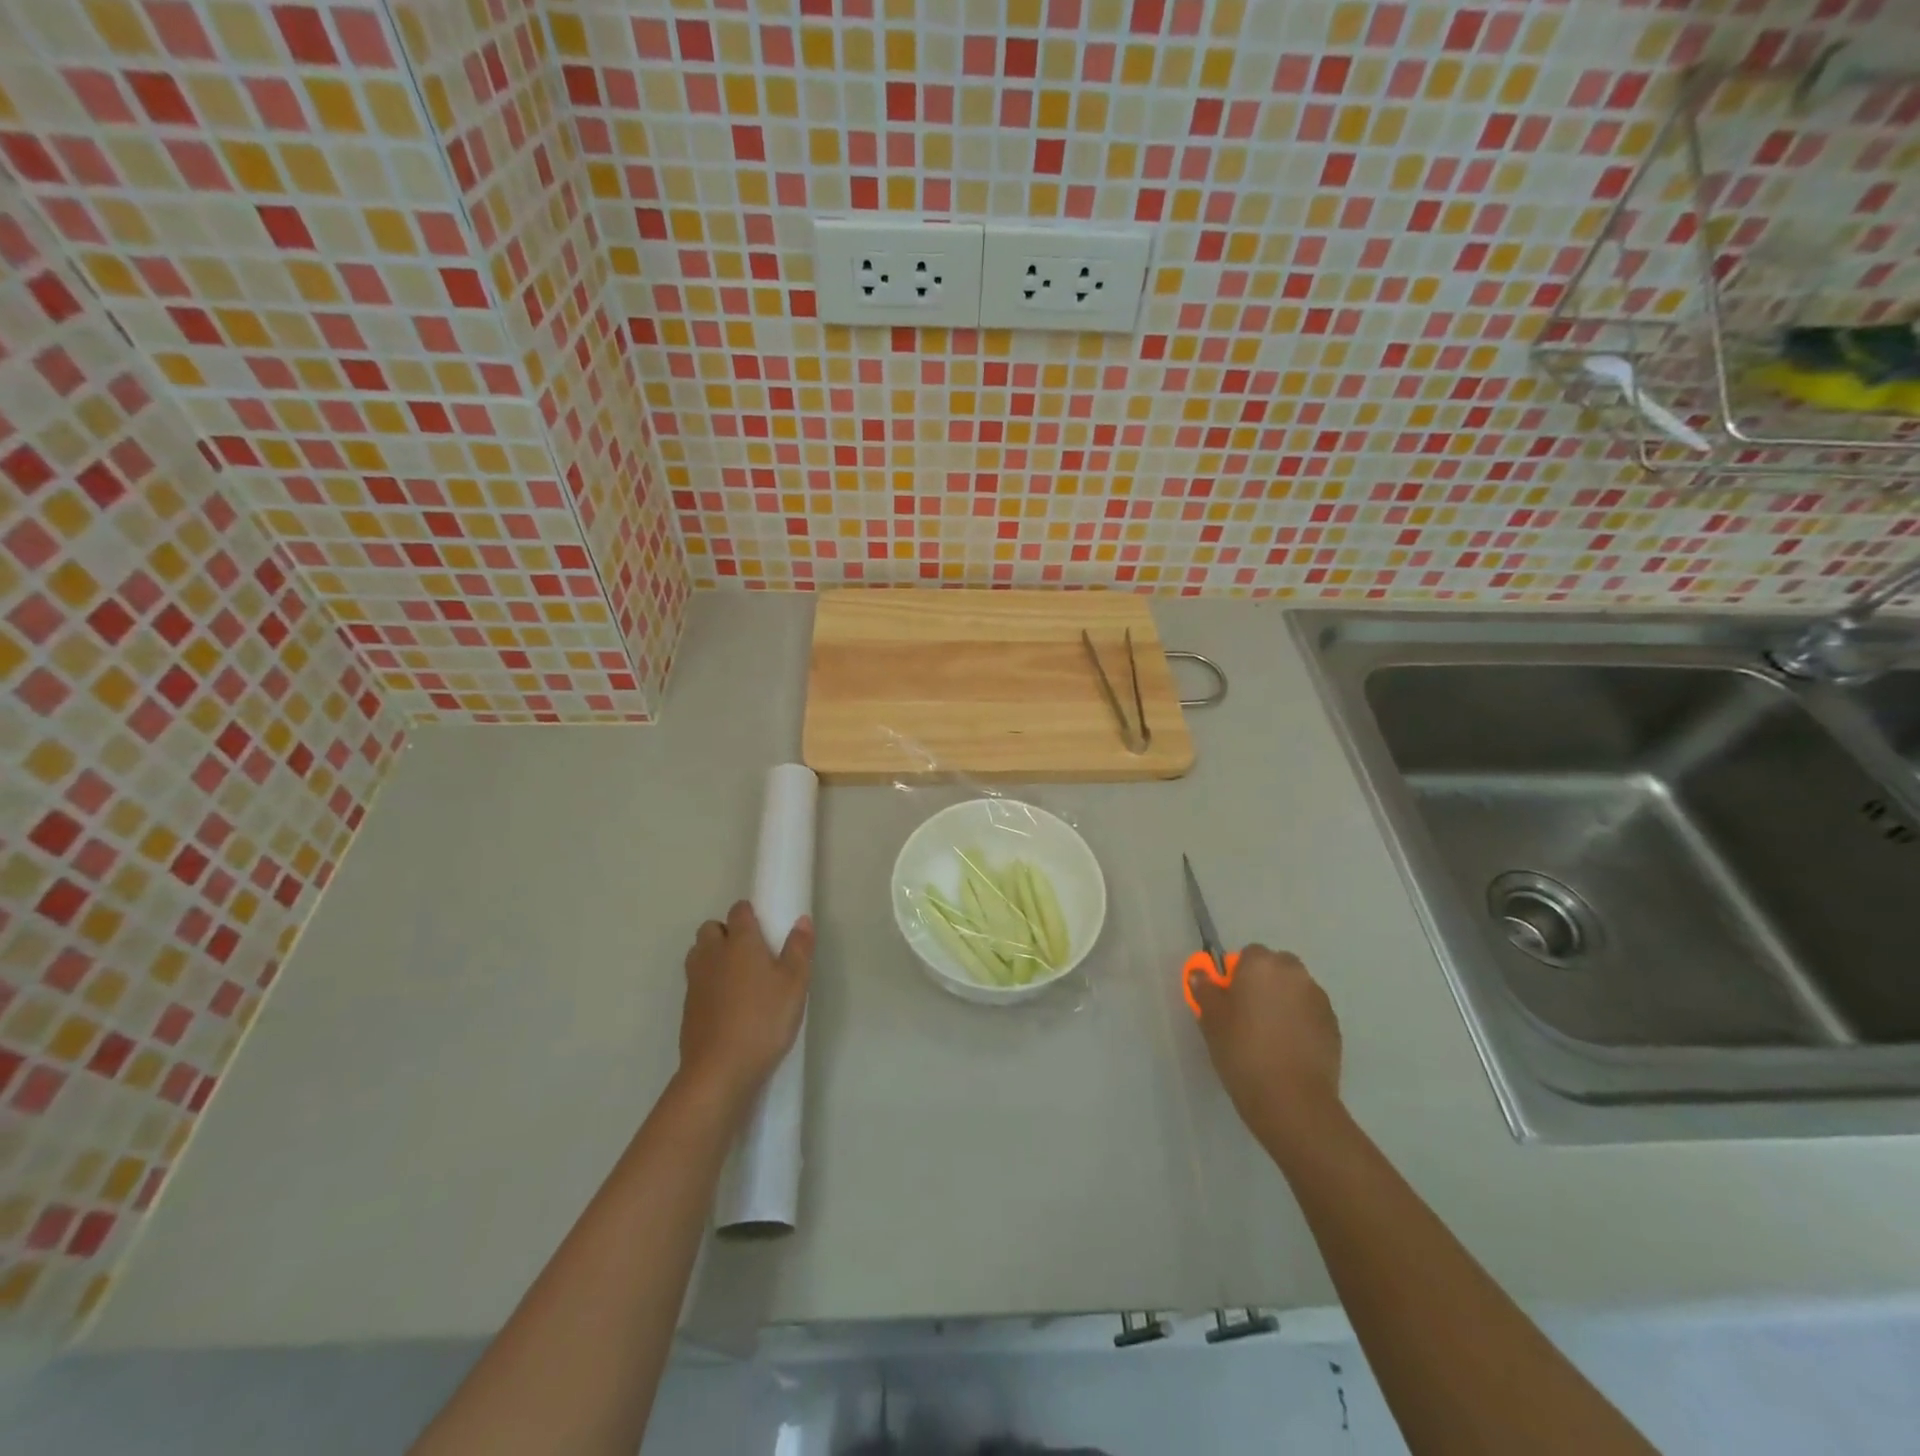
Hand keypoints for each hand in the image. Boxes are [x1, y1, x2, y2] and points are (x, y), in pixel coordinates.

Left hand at [677, 901, 812, 1115]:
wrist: (720, 1070)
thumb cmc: (764, 1020)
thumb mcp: (795, 984)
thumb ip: (799, 948)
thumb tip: (801, 919)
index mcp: (740, 942)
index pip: (739, 911)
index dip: (750, 914)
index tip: (766, 927)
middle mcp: (712, 954)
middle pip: (711, 928)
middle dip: (727, 932)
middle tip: (752, 953)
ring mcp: (695, 981)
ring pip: (699, 953)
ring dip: (713, 955)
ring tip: (738, 976)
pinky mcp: (687, 1008)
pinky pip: (696, 981)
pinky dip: (708, 983)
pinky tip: (727, 1004)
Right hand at [1188, 944, 1343, 1159]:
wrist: (1292, 1100)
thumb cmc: (1243, 1050)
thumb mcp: (1211, 1020)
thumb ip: (1205, 990)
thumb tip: (1200, 974)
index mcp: (1262, 964)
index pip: (1248, 954)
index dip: (1237, 974)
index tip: (1229, 999)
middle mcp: (1295, 973)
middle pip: (1277, 968)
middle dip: (1264, 983)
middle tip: (1247, 1014)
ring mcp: (1319, 1000)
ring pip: (1296, 991)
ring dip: (1284, 1002)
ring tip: (1269, 1035)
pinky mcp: (1334, 1027)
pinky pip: (1310, 1014)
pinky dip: (1300, 1023)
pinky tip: (1288, 1050)